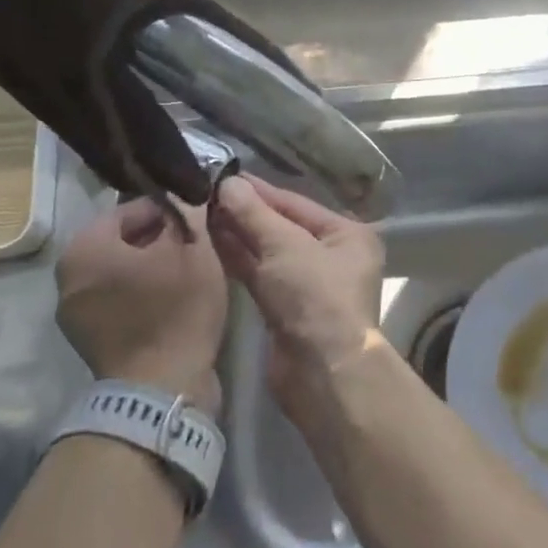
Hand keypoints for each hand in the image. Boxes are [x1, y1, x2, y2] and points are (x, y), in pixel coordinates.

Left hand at [55, 198, 228, 412]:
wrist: (161, 390)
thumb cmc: (175, 308)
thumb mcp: (193, 248)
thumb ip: (189, 212)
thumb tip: (190, 194)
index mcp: (84, 248)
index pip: (131, 209)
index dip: (170, 209)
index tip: (199, 217)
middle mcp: (68, 278)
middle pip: (124, 242)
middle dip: (161, 238)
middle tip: (198, 244)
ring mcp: (75, 315)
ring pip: (122, 273)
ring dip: (154, 267)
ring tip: (191, 271)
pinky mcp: (91, 342)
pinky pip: (120, 302)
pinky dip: (145, 295)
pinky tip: (176, 300)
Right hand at [208, 176, 385, 414]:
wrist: (322, 373)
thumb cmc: (315, 297)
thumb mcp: (285, 246)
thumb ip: (255, 214)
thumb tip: (228, 182)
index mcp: (347, 235)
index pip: (296, 203)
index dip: (259, 191)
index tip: (223, 175)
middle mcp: (332, 256)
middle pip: (282, 227)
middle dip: (246, 213)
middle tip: (204, 194)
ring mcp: (309, 285)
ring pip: (269, 252)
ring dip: (238, 235)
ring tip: (200, 213)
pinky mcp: (287, 309)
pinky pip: (261, 275)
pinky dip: (239, 260)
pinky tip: (210, 243)